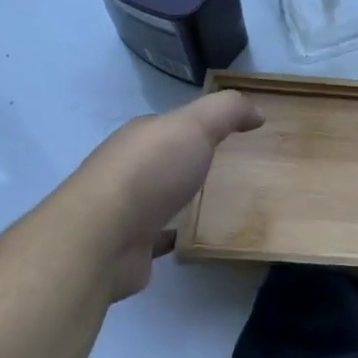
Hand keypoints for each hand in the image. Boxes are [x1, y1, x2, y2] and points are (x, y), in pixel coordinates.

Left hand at [69, 90, 264, 300]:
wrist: (102, 238)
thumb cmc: (150, 173)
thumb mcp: (194, 126)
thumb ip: (226, 112)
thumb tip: (256, 112)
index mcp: (141, 137)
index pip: (173, 125)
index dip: (203, 125)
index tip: (236, 134)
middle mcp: (128, 168)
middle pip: (165, 160)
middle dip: (190, 161)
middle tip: (232, 169)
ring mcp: (124, 208)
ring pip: (160, 197)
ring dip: (181, 197)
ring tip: (218, 204)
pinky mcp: (128, 245)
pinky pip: (157, 235)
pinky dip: (173, 235)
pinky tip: (193, 238)